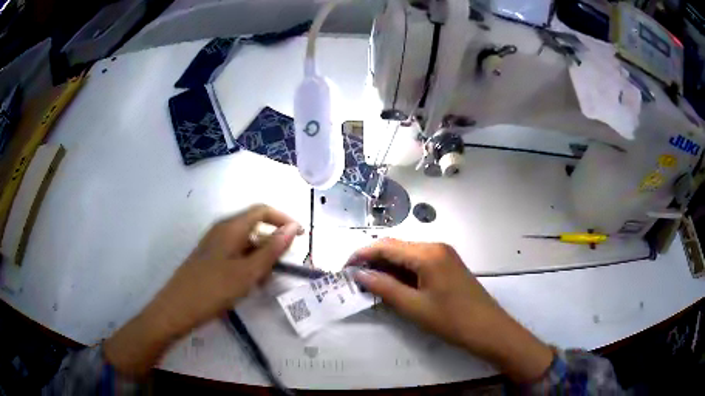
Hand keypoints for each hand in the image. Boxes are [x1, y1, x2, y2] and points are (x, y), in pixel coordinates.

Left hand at [105, 205, 301, 377]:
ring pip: (245, 243)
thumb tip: (293, 227)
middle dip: (272, 244)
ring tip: (263, 282)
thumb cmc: (213, 289)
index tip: (301, 236)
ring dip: (260, 257)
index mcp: (231, 227)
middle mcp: (222, 230)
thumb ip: (271, 249)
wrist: (177, 308)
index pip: (262, 210)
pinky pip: (235, 254)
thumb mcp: (248, 272)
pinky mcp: (209, 258)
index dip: (283, 219)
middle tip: (280, 269)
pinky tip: (247, 285)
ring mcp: (214, 244)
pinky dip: (247, 265)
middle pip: (254, 227)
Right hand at [348, 239, 553, 382]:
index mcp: (427, 253)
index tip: (344, 268)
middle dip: (373, 259)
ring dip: (387, 266)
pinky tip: (394, 284)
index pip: (386, 246)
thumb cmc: (451, 320)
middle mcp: (435, 246)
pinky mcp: (448, 264)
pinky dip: (403, 271)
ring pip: (407, 254)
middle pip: (396, 247)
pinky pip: (419, 262)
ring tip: (370, 282)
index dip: (362, 254)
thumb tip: (358, 274)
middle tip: (355, 278)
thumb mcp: (413, 307)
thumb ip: (384, 287)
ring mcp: (444, 254)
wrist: (488, 329)